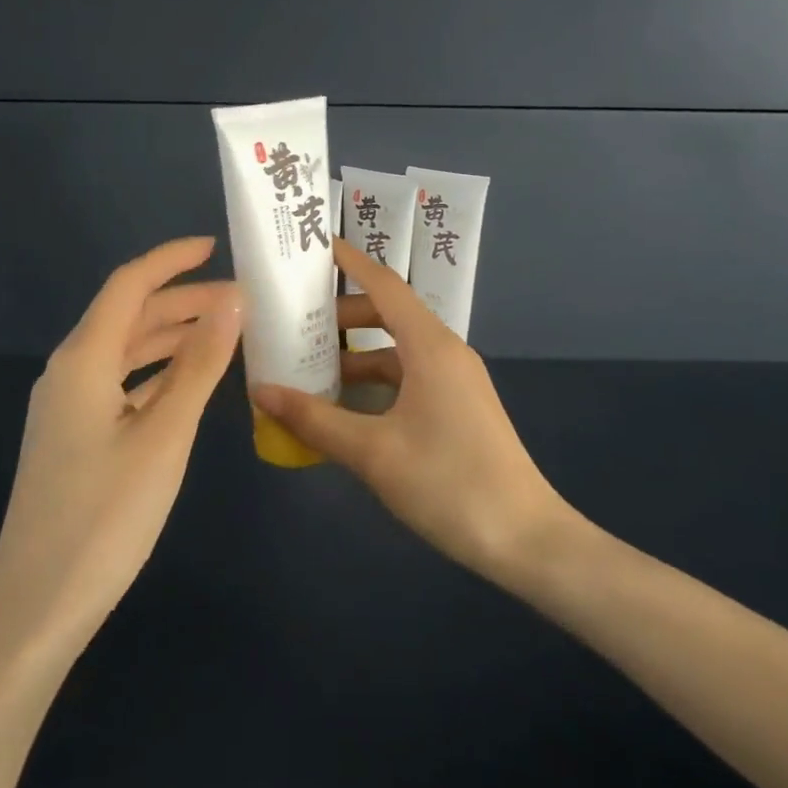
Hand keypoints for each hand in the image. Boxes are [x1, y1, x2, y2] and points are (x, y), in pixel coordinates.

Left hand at [0, 236, 241, 661]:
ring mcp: (67, 405)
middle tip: (241, 300)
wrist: (36, 609)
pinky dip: (158, 371)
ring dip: (172, 335)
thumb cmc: (105, 517)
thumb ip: (199, 364)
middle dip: (183, 299)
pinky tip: (189, 382)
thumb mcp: (165, 435)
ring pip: (126, 349)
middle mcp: (69, 371)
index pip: (129, 284)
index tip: (216, 246)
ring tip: (225, 333)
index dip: (172, 259)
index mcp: (83, 359)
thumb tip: (232, 301)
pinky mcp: (73, 435)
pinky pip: (121, 382)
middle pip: (129, 314)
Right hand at [251, 243, 568, 580]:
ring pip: (397, 350)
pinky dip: (376, 382)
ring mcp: (456, 380)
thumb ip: (315, 419)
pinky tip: (346, 408)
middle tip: (295, 322)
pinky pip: (409, 377)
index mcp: (430, 346)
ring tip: (309, 368)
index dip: (349, 262)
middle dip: (342, 315)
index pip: (384, 284)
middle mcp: (445, 352)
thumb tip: (262, 391)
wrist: (525, 540)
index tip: (313, 247)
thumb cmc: (448, 484)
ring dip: (356, 355)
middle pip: (388, 314)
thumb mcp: (373, 453)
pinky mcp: (458, 406)